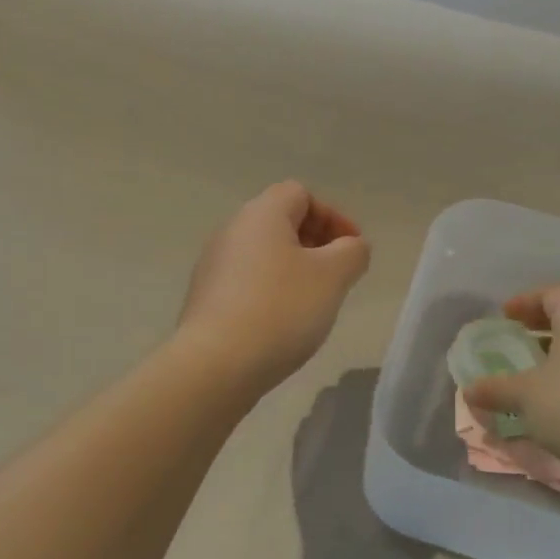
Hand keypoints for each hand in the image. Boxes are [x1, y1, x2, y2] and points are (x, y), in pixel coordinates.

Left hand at [177, 182, 370, 393]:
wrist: (216, 364)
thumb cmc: (281, 309)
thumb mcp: (333, 276)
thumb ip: (352, 252)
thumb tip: (352, 247)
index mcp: (261, 214)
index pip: (301, 194)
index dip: (333, 216)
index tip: (352, 249)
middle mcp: (232, 231)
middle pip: (281, 222)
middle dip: (316, 243)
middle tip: (338, 275)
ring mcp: (214, 266)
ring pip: (264, 254)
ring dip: (295, 269)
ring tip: (315, 302)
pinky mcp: (207, 298)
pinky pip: (248, 282)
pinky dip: (272, 291)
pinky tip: (284, 323)